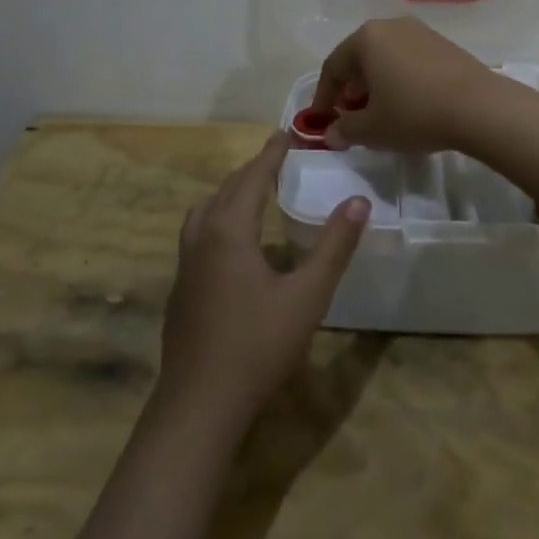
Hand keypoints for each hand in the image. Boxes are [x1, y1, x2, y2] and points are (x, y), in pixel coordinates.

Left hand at [157, 133, 368, 429]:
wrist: (199, 405)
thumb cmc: (258, 345)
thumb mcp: (307, 296)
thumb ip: (334, 247)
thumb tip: (359, 201)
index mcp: (230, 230)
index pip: (252, 178)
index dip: (271, 154)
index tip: (285, 133)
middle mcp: (202, 238)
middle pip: (226, 190)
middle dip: (251, 170)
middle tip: (275, 158)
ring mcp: (184, 265)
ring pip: (204, 211)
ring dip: (229, 193)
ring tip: (251, 192)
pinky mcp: (179, 290)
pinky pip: (198, 234)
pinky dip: (217, 218)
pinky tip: (232, 243)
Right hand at [311, 17, 512, 153]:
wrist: (479, 107)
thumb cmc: (415, 112)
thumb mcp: (372, 129)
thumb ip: (345, 130)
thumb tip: (332, 133)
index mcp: (366, 38)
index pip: (333, 66)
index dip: (323, 96)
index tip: (321, 121)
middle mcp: (390, 26)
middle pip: (359, 57)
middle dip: (350, 88)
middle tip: (348, 115)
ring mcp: (420, 32)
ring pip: (385, 57)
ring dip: (375, 83)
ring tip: (377, 112)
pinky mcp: (443, 44)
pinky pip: (408, 60)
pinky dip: (398, 79)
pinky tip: (406, 103)